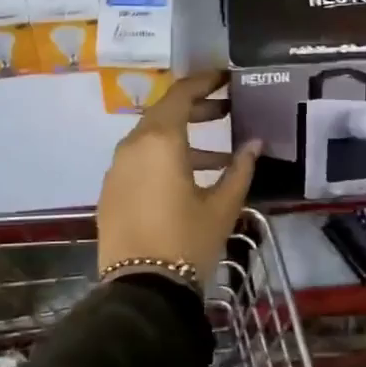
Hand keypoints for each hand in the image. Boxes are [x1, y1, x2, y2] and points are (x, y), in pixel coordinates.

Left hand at [97, 70, 260, 280]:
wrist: (141, 289)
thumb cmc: (187, 241)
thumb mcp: (222, 205)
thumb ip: (240, 169)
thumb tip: (255, 143)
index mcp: (159, 141)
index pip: (181, 94)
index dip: (204, 81)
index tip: (225, 77)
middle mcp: (132, 145)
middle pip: (165, 113)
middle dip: (197, 108)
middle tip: (227, 109)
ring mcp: (117, 168)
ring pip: (151, 138)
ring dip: (183, 137)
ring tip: (219, 154)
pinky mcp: (110, 190)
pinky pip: (139, 160)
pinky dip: (164, 158)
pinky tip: (189, 179)